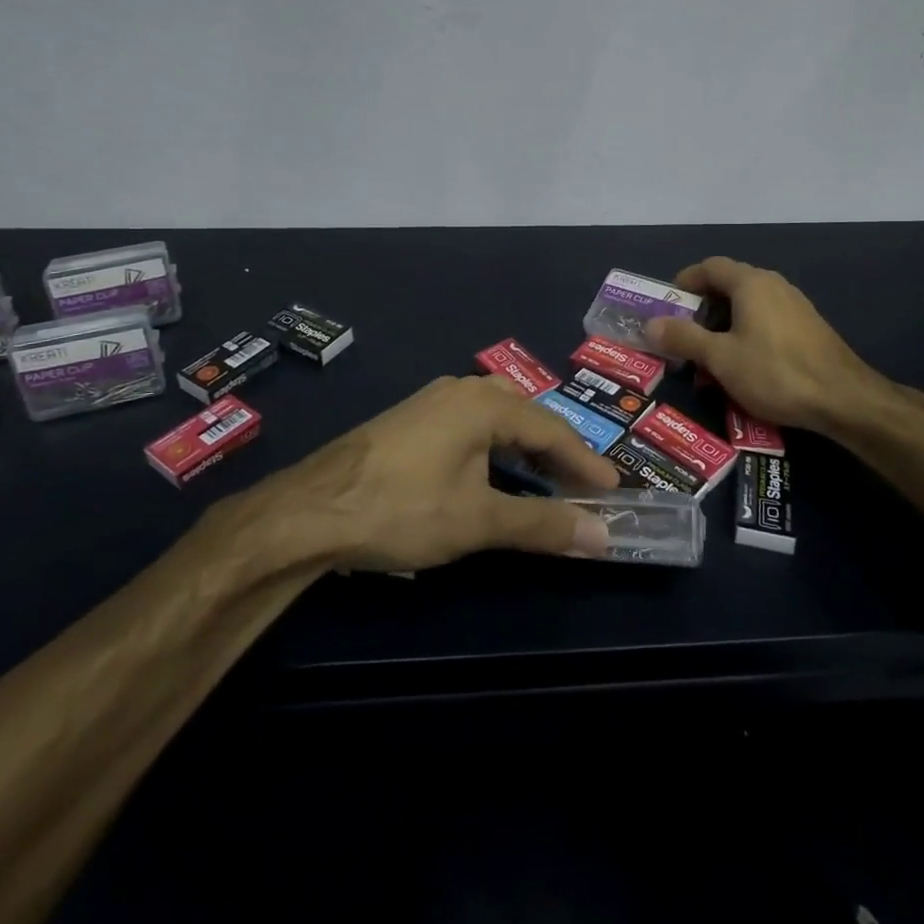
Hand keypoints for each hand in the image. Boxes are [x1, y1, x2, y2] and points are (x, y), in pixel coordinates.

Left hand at [271, 375, 619, 571]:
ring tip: (544, 476)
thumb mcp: (478, 520)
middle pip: (525, 415)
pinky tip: (490, 469)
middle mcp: (461, 389)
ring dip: (524, 446)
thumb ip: (542, 524)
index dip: (585, 461)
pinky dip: (494, 445)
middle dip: (557, 450)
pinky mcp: (409, 419)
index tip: (613, 489)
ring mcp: (431, 401)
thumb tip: (602, 535)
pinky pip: (469, 423)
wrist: (309, 510)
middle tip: (581, 484)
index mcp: (485, 403)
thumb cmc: (402, 508)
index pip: (551, 430)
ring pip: (495, 416)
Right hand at [645, 257, 923, 438]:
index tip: (667, 305)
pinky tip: (741, 371)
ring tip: (708, 365)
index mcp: (750, 283)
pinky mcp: (807, 328)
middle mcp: (773, 285)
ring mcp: (794, 306)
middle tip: (683, 341)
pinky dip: (745, 339)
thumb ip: (683, 337)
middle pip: (727, 288)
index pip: (709, 267)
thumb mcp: (720, 358)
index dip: (685, 282)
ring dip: (722, 332)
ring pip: (747, 309)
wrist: (843, 399)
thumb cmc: (774, 372)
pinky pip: (765, 324)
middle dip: (701, 314)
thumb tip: (650, 324)